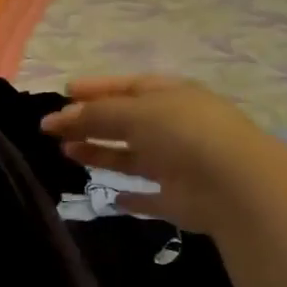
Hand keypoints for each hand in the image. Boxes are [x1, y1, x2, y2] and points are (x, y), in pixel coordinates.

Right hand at [40, 76, 275, 230]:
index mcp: (169, 96)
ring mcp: (178, 163)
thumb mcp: (133, 113)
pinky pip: (149, 197)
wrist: (235, 184)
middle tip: (51, 128)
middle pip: (124, 122)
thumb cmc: (183, 133)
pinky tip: (110, 197)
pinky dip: (131, 197)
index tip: (63, 92)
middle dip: (89, 122)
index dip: (94, 89)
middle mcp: (174, 126)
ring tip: (66, 153)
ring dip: (100, 153)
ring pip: (131, 156)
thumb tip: (56, 118)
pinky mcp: (179, 199)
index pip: (126, 87)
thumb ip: (93, 115)